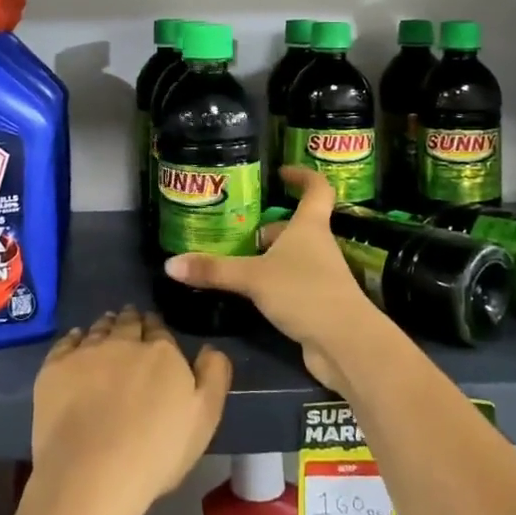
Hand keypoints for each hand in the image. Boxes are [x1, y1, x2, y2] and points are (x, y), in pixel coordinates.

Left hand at [31, 307, 230, 514]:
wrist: (92, 473)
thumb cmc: (156, 451)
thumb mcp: (204, 418)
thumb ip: (213, 376)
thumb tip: (210, 348)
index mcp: (161, 352)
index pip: (159, 329)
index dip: (156, 327)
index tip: (153, 329)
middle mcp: (123, 341)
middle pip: (127, 323)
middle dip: (131, 320)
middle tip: (130, 320)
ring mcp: (86, 352)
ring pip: (98, 329)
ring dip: (105, 325)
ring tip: (106, 326)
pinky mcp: (55, 368)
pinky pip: (66, 342)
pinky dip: (74, 338)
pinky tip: (75, 341)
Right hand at [164, 167, 376, 394]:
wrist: (345, 343)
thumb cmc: (304, 292)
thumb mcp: (252, 278)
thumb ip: (214, 271)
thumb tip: (170, 264)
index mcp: (310, 227)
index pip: (317, 189)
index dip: (303, 176)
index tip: (282, 172)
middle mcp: (319, 246)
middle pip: (298, 226)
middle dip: (271, 225)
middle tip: (240, 227)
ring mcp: (322, 275)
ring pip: (294, 256)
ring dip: (270, 255)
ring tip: (237, 258)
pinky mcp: (319, 303)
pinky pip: (294, 283)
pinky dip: (274, 282)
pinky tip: (253, 293)